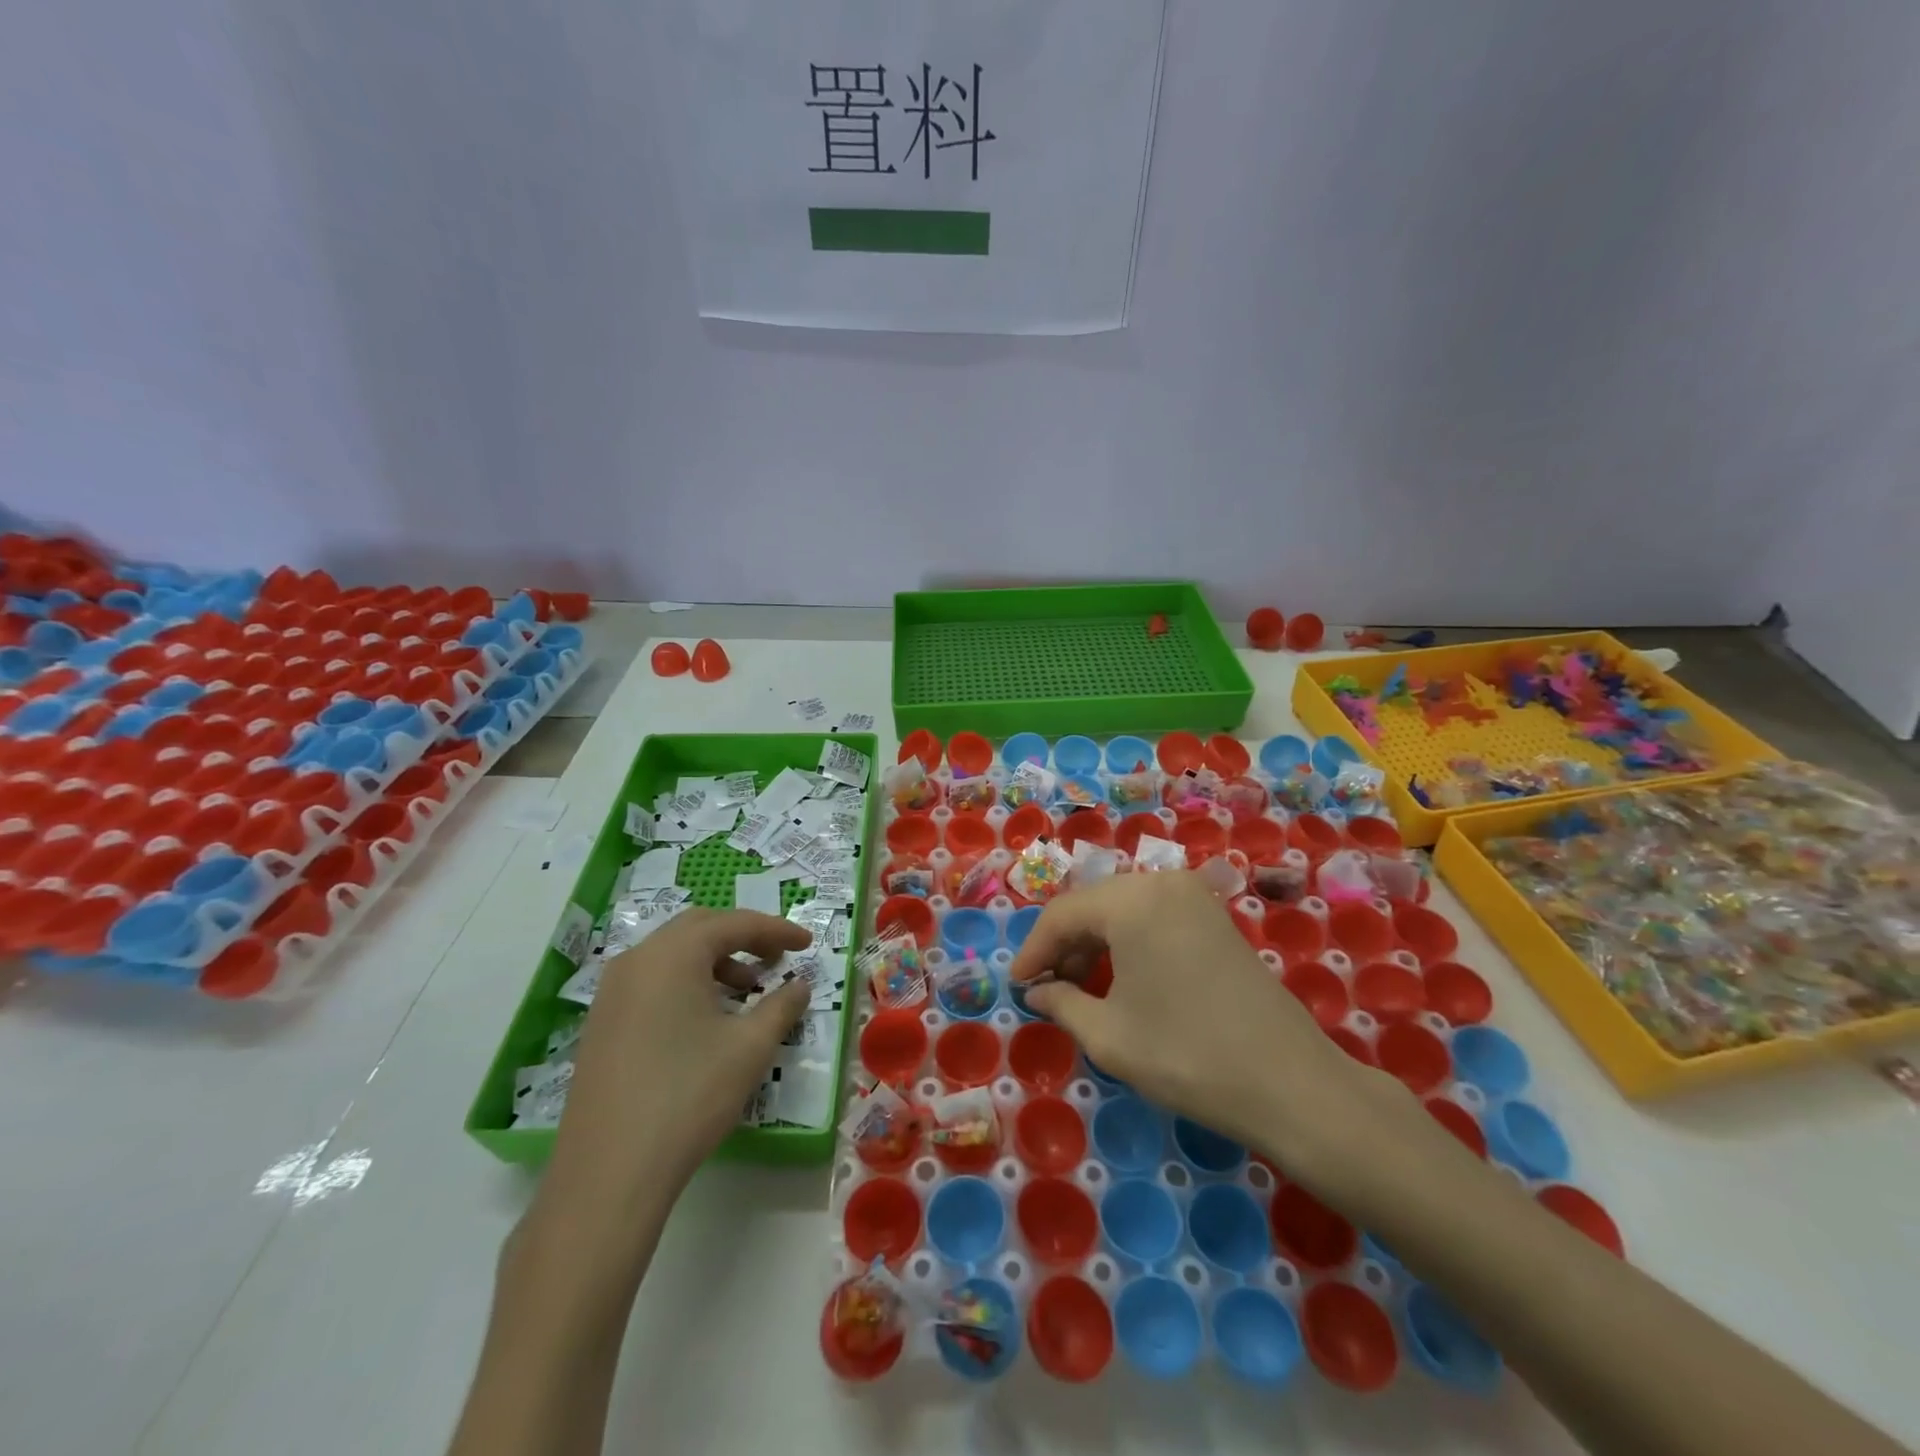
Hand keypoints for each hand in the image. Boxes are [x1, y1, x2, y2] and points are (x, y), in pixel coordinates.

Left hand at [546, 908, 812, 1211]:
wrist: (609, 1173)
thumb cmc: (689, 1096)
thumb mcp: (750, 1047)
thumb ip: (782, 1006)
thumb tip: (800, 986)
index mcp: (672, 954)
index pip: (734, 924)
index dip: (777, 930)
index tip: (807, 943)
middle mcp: (637, 960)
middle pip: (699, 928)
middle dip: (743, 937)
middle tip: (776, 959)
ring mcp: (612, 992)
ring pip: (672, 954)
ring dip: (714, 960)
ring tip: (745, 991)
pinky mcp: (601, 1023)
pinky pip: (651, 980)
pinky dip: (686, 981)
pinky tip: (705, 1019)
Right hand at [1009, 872, 1429, 1194]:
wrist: (1291, 1084)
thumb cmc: (1186, 1055)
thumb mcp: (1109, 1035)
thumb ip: (1061, 1003)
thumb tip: (1037, 992)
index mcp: (1132, 899)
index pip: (1062, 914)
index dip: (1032, 951)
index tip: (1016, 986)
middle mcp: (1163, 883)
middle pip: (1093, 906)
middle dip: (1063, 947)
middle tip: (1045, 990)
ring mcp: (1195, 898)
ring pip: (1123, 910)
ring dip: (1094, 944)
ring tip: (1079, 989)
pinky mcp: (1216, 918)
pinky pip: (1154, 918)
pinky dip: (1128, 943)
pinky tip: (1122, 979)